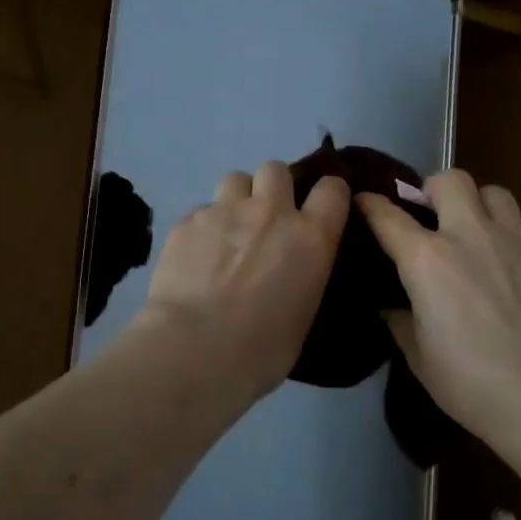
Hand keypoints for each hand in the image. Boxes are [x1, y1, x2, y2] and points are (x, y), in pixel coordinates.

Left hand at [133, 162, 349, 399]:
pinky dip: (204, 225)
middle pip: (276, 169)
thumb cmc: (261, 349)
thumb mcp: (304, 314)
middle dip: (273, 187)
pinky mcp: (188, 220)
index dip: (328, 194)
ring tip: (229, 229)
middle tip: (266, 218)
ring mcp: (226, 211)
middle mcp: (271, 211)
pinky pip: (202, 209)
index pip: (332, 189)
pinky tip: (196, 253)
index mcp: (311, 236)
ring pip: (236, 179)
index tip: (320, 208)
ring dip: (238, 198)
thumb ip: (304, 277)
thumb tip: (295, 274)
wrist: (195, 350)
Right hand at [358, 171, 520, 434]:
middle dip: (435, 189)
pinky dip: (514, 246)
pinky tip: (518, 277)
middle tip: (434, 216)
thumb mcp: (419, 357)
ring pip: (495, 194)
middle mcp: (471, 235)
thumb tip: (392, 307)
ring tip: (479, 234)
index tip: (364, 202)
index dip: (370, 205)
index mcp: (428, 259)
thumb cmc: (472, 381)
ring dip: (480, 206)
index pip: (387, 215)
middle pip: (451, 180)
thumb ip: (401, 322)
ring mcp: (517, 240)